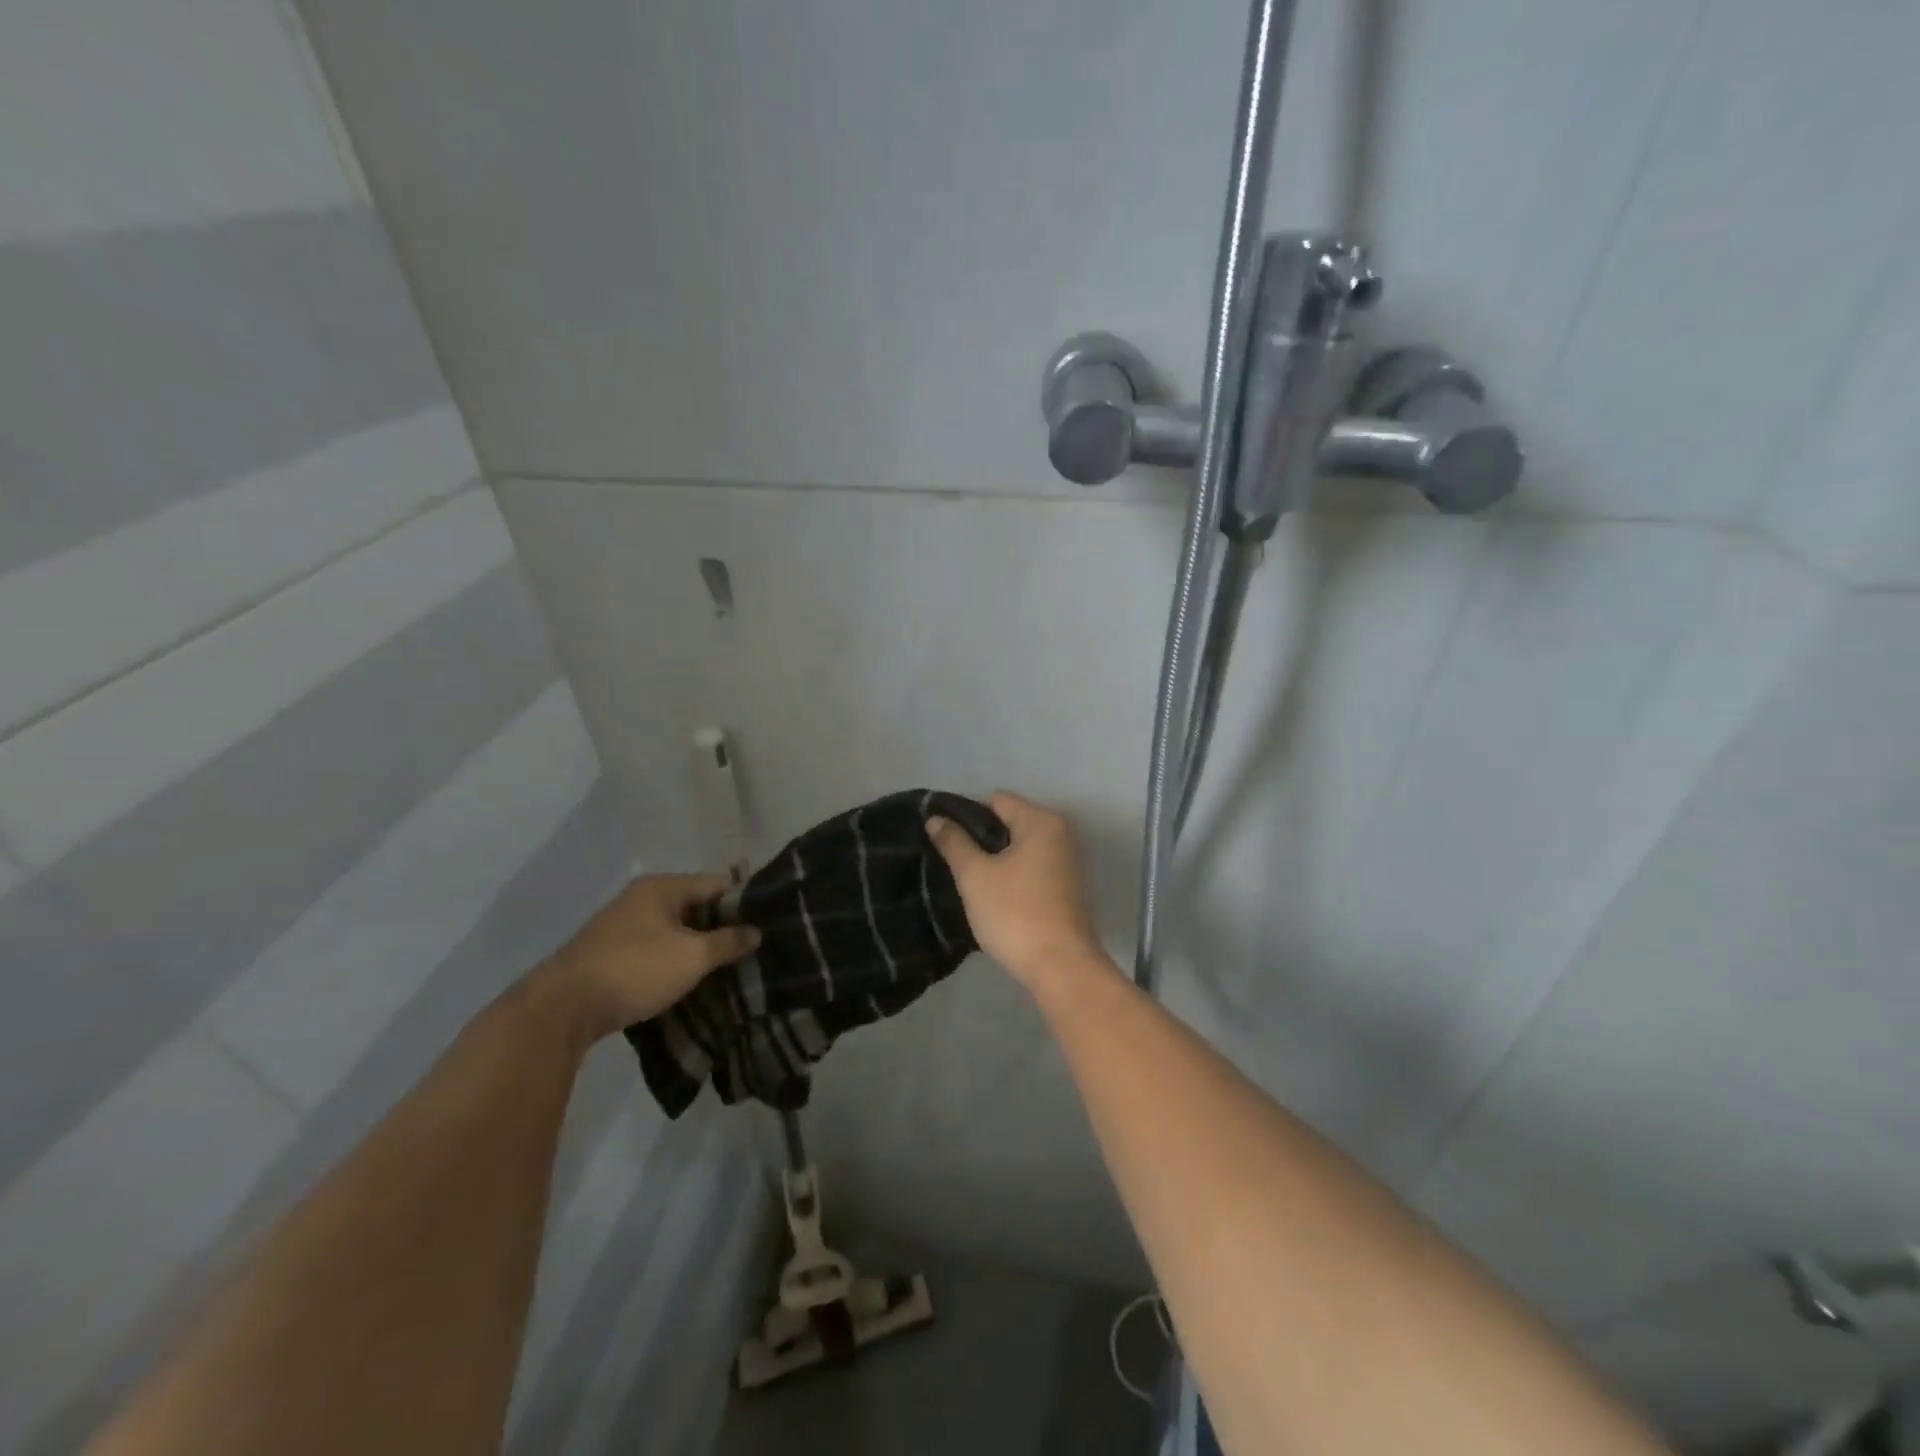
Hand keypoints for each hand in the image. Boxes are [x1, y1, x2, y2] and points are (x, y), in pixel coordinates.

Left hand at [540, 874, 759, 1039]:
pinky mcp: (610, 954)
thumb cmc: (634, 970)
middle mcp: (641, 898)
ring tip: (726, 968)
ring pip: (674, 930)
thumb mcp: (691, 957)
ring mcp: (622, 926)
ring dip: (696, 947)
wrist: (560, 1010)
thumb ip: (727, 942)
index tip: (766, 923)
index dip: (743, 902)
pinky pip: (655, 949)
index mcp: (661, 887)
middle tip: (750, 950)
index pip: (716, 883)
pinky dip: (673, 960)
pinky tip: (689, 980)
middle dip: (721, 927)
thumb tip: (756, 932)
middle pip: (695, 905)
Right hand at [926, 792, 1106, 989]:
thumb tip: (935, 818)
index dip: (965, 814)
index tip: (942, 837)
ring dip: (994, 859)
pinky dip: (1010, 875)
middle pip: (1009, 822)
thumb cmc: (1015, 914)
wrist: (1061, 967)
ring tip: (966, 879)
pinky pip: (1030, 868)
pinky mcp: (1066, 888)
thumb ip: (954, 842)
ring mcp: (1066, 862)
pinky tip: (991, 896)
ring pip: (1019, 848)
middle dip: (979, 838)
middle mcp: (1060, 834)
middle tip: (951, 861)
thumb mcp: (975, 876)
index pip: (996, 800)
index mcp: (1041, 821)